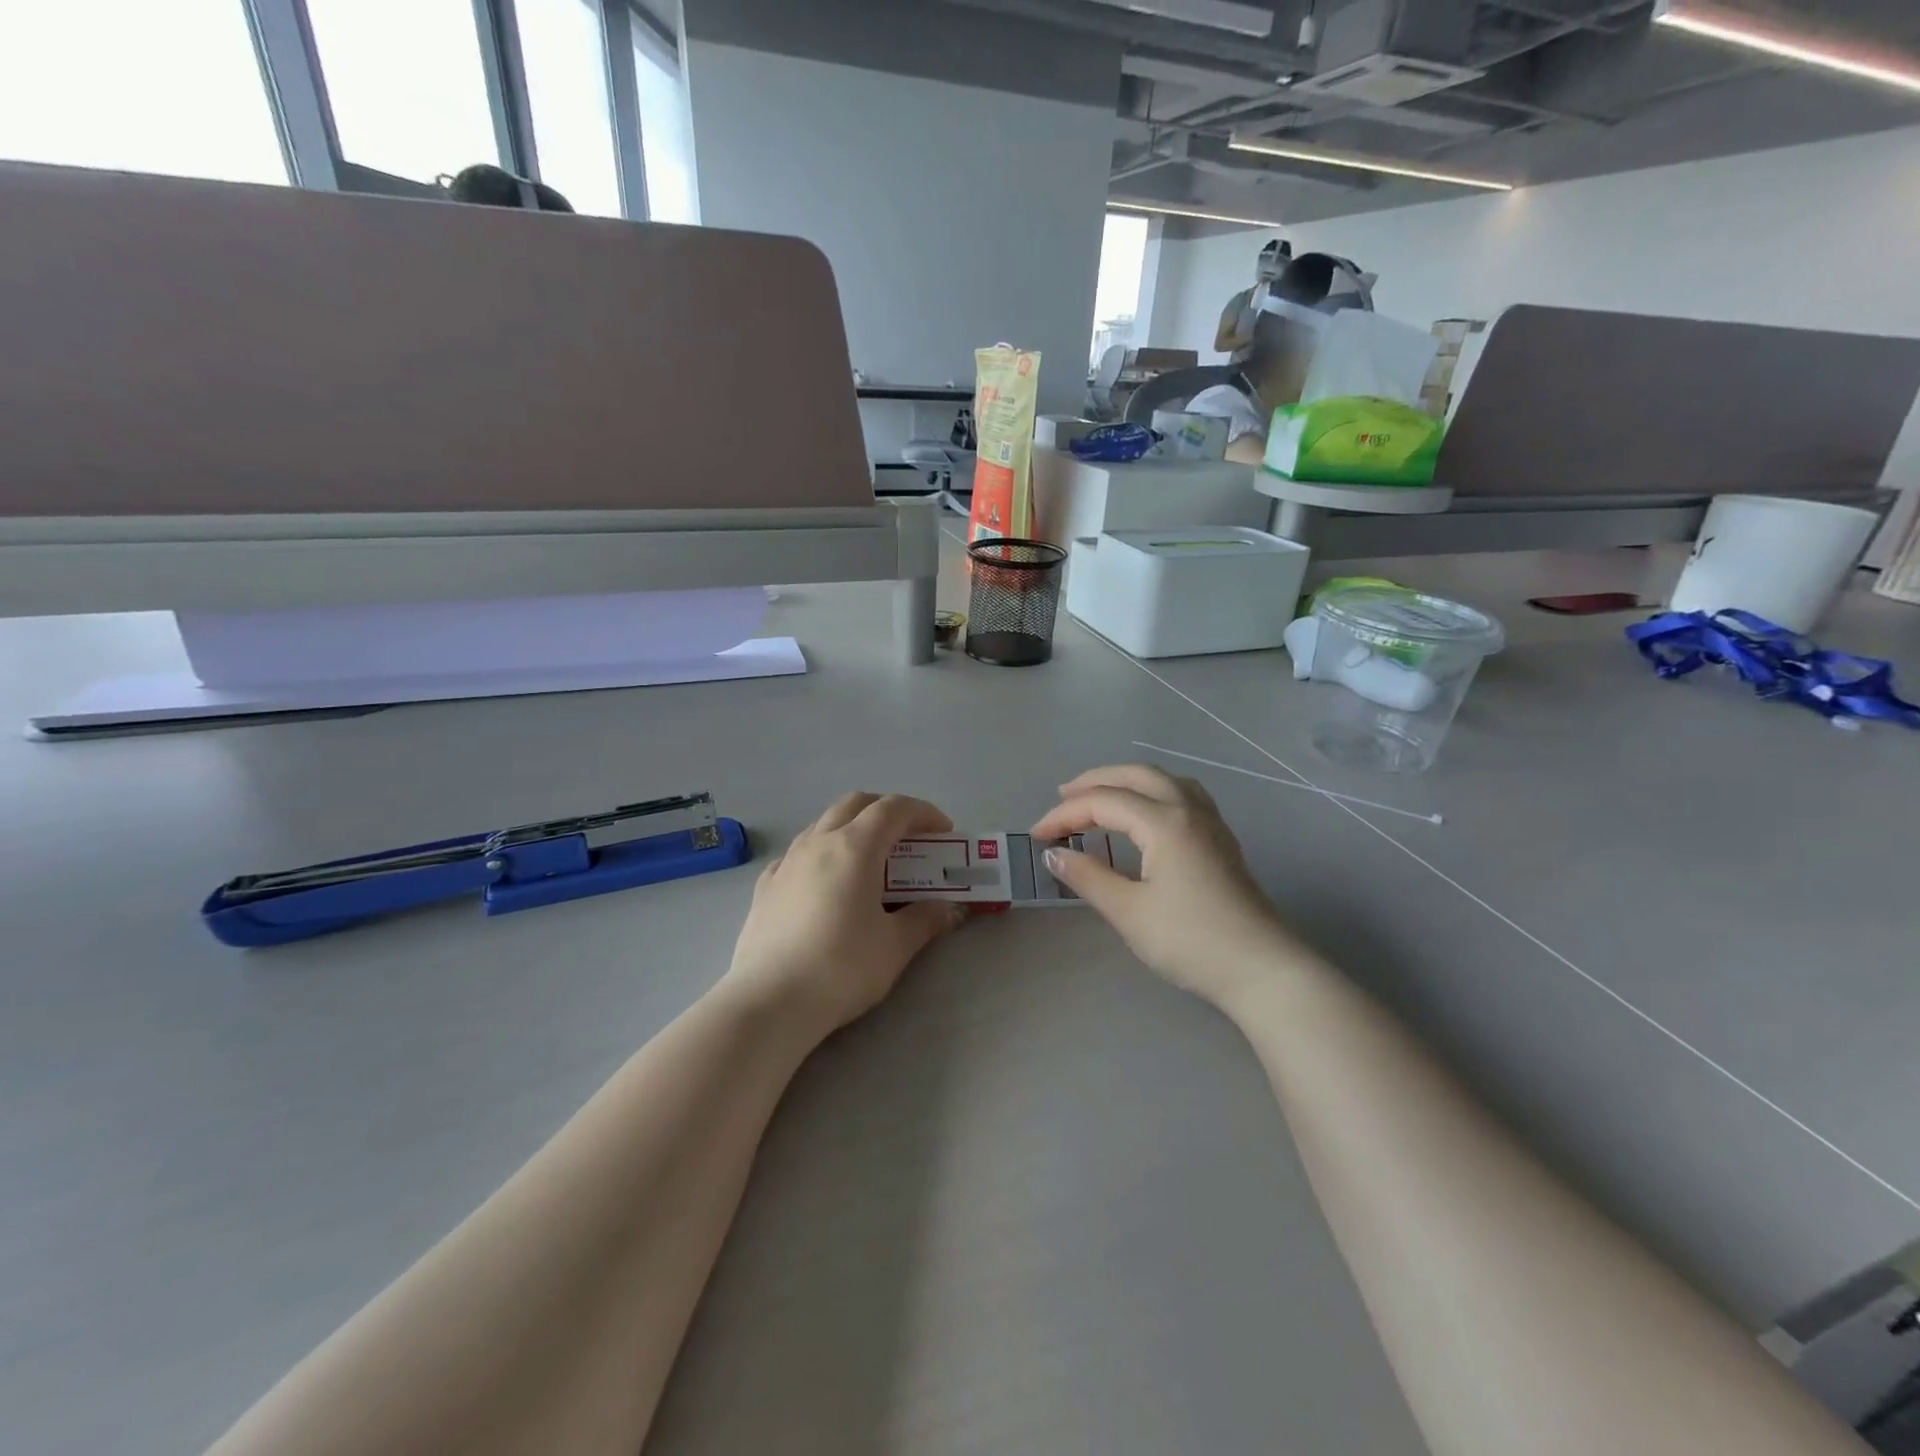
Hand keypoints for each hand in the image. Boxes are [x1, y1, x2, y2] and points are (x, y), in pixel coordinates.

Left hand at [723, 792, 965, 1035]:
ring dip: (852, 828)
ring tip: (870, 861)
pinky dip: (822, 854)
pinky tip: (826, 883)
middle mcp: (818, 842)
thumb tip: (950, 909)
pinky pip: (798, 853)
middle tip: (909, 838)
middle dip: (887, 811)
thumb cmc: (841, 967)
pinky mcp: (765, 886)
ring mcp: (787, 861)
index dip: (923, 813)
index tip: (943, 832)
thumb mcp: (895, 946)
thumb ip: (925, 920)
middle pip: (856, 804)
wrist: (770, 1001)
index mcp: (854, 847)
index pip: (894, 808)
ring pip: (824, 824)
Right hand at [1031, 765, 1303, 1008]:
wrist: (1262, 969)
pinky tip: (1146, 814)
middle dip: (1095, 782)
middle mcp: (1188, 810)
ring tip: (1100, 797)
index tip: (1037, 837)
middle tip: (1062, 798)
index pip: (1103, 802)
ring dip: (1127, 781)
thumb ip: (1088, 877)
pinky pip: (1182, 795)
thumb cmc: (1191, 940)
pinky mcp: (1221, 840)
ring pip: (1163, 780)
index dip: (1065, 815)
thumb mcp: (1129, 911)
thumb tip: (1055, 855)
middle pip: (1135, 776)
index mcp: (1164, 822)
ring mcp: (1210, 823)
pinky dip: (1152, 792)